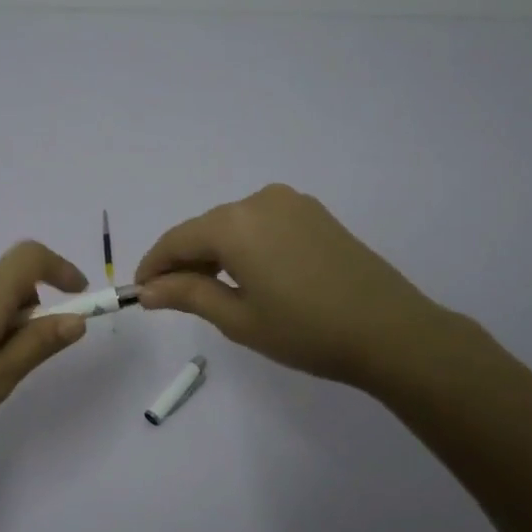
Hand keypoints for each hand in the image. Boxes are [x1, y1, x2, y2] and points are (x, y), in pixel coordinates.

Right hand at [135, 184, 449, 392]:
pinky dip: (245, 246)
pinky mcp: (315, 214)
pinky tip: (249, 276)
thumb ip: (188, 295)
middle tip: (171, 298)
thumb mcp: (238, 318)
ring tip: (210, 291)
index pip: (177, 240)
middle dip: (184, 260)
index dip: (154, 266)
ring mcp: (292, 203)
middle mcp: (259, 201)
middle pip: (205, 229)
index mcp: (234, 224)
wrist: (390, 331)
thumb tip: (147, 290)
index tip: (140, 293)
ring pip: (234, 225)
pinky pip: (262, 224)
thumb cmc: (306, 330)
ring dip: (215, 253)